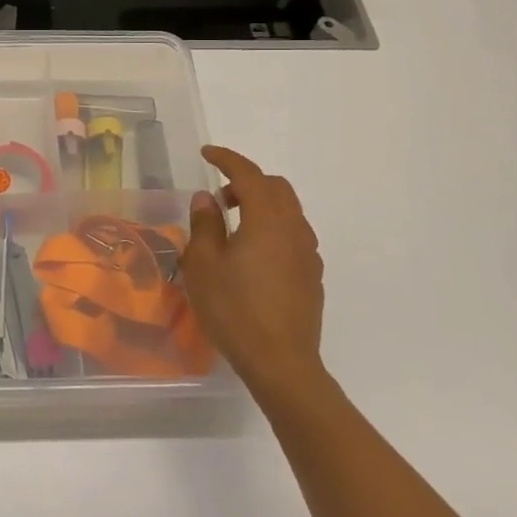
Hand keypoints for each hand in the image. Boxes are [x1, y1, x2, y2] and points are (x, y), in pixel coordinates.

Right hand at [182, 146, 326, 398]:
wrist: (281, 363)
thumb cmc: (234, 310)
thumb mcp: (204, 265)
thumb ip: (205, 225)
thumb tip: (207, 199)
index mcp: (267, 220)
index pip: (249, 174)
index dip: (227, 159)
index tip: (206, 154)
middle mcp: (293, 229)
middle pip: (276, 187)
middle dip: (247, 181)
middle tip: (219, 198)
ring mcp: (308, 253)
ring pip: (288, 211)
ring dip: (261, 205)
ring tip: (233, 227)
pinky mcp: (312, 275)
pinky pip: (293, 235)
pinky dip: (272, 228)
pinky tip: (253, 255)